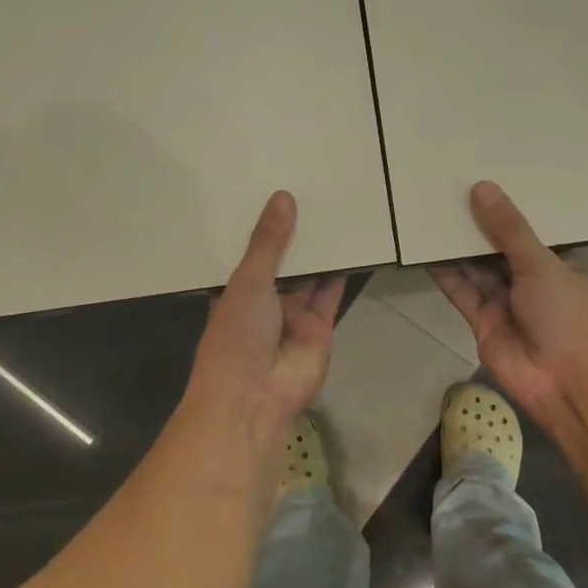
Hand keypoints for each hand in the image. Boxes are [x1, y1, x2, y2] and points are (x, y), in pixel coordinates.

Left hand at [186, 191, 343, 451]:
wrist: (254, 397)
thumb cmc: (236, 335)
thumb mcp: (248, 281)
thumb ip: (268, 243)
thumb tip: (283, 197)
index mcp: (235, 290)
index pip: (250, 252)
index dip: (263, 227)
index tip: (276, 189)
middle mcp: (264, 300)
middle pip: (284, 262)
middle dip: (297, 235)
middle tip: (314, 190)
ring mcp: (293, 315)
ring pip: (310, 276)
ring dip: (321, 250)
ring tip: (336, 209)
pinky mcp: (320, 327)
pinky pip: (331, 293)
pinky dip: (341, 272)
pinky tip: (352, 243)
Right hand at [430, 182, 587, 438]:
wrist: (568, 384)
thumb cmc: (568, 316)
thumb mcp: (542, 264)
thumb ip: (508, 229)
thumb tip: (480, 188)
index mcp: (557, 261)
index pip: (528, 229)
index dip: (504, 208)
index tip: (479, 179)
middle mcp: (530, 279)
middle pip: (496, 247)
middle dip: (474, 225)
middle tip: (444, 191)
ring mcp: (505, 301)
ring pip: (475, 267)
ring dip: (455, 246)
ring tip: (428, 214)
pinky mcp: (482, 321)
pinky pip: (461, 291)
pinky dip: (444, 273)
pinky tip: (425, 250)